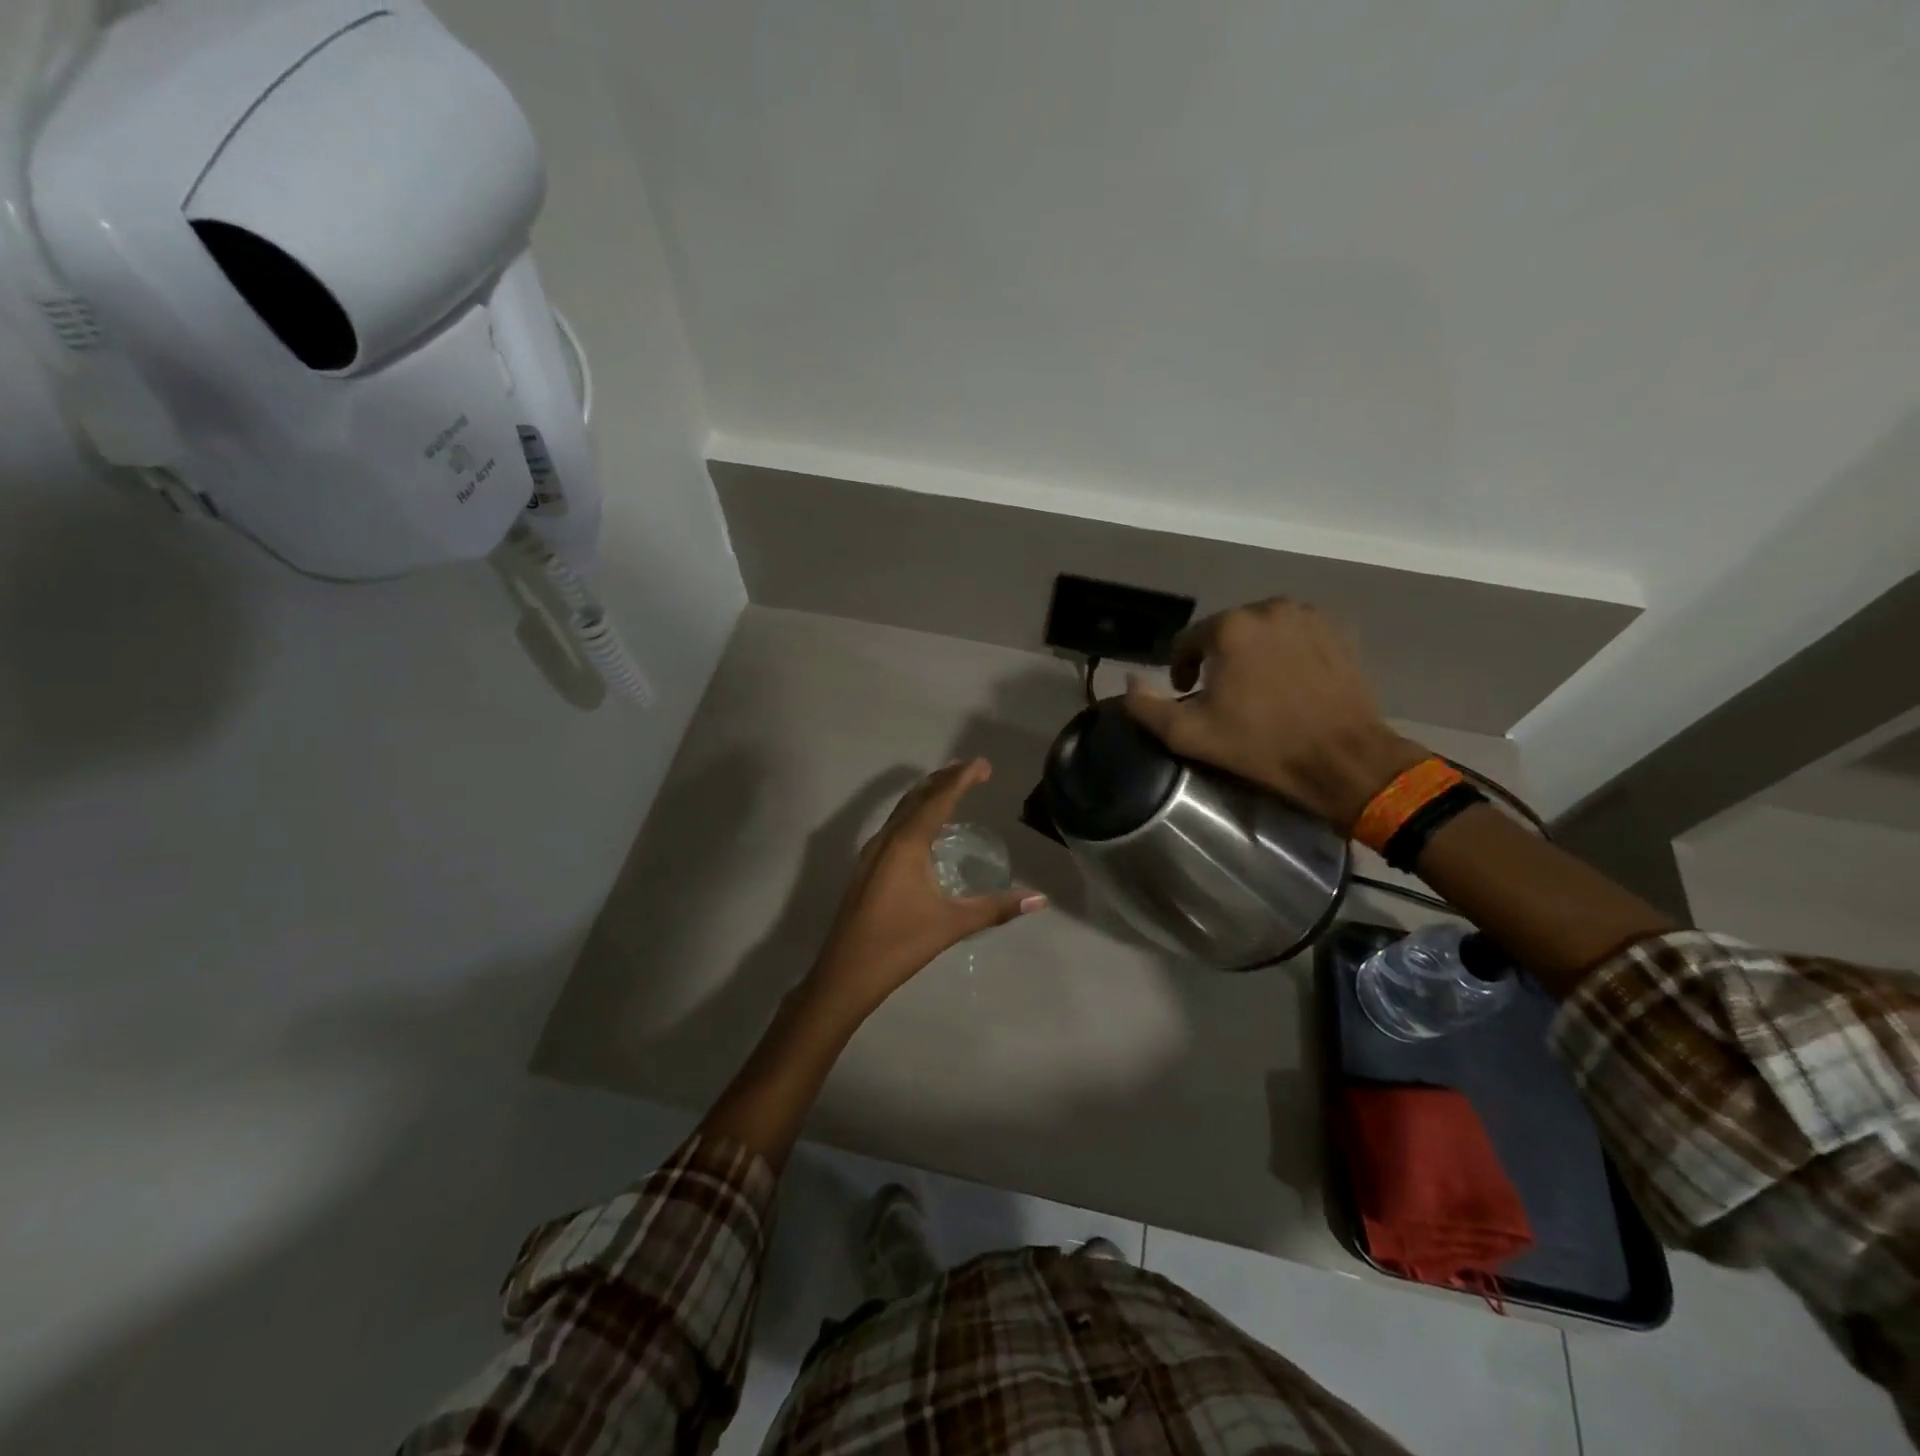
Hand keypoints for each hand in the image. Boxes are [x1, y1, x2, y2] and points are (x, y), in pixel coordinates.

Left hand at [805, 760, 1044, 1020]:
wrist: (846, 972)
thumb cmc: (900, 944)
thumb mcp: (952, 924)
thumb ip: (996, 908)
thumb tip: (1039, 899)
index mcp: (906, 844)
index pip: (938, 800)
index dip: (962, 779)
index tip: (983, 765)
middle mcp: (887, 839)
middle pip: (917, 797)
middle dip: (944, 779)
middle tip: (971, 768)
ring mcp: (872, 853)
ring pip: (902, 811)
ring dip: (927, 794)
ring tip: (950, 786)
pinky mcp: (867, 868)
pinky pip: (894, 826)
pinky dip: (914, 814)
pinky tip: (924, 828)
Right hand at [1123, 599, 1427, 829]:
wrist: (1343, 759)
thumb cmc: (1261, 745)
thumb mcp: (1188, 735)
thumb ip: (1145, 706)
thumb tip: (1128, 680)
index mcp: (1229, 628)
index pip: (1186, 641)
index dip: (1180, 668)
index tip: (1187, 695)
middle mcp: (1268, 608)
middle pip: (1227, 631)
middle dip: (1218, 658)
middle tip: (1223, 694)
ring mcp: (1309, 616)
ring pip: (1264, 630)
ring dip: (1253, 652)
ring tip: (1258, 687)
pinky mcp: (1340, 631)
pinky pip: (1298, 634)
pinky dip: (1288, 651)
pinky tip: (1290, 681)